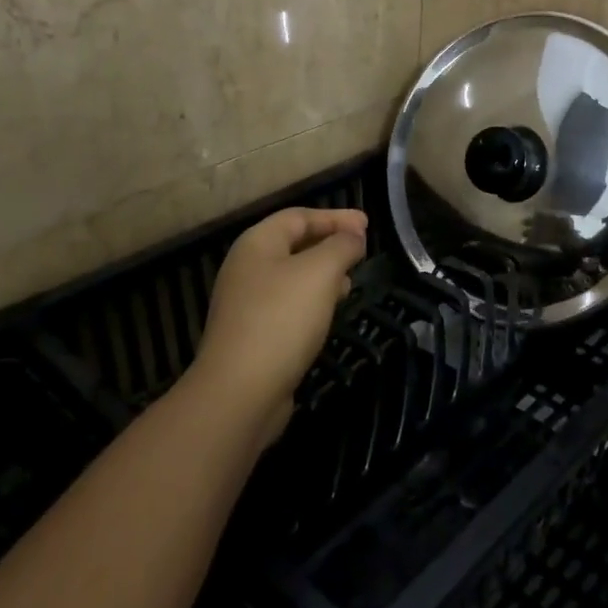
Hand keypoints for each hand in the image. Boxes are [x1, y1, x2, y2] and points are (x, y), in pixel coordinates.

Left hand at [187, 207, 367, 441]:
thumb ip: (341, 246)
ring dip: (323, 273)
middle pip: (293, 244)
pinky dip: (312, 300)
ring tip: (350, 281)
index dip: (335, 217)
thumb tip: (354, 236)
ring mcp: (246, 303)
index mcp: (256, 244)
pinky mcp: (252, 334)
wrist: (240, 391)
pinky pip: (288, 304)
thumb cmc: (282, 319)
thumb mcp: (320, 272)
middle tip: (361, 250)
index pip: (299, 217)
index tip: (367, 224)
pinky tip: (329, 313)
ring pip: (292, 276)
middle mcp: (246, 268)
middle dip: (329, 243)